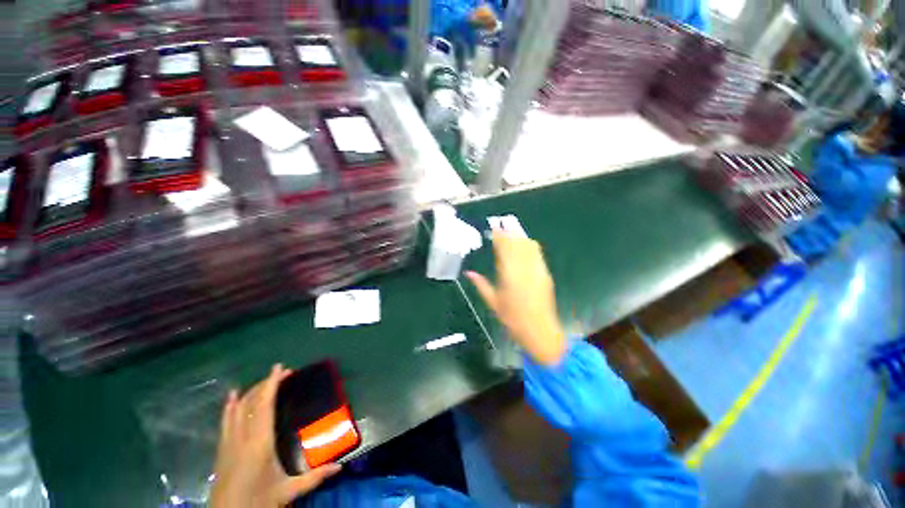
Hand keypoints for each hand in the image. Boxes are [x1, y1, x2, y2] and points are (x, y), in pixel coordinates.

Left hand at [210, 364, 341, 507]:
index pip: (265, 405)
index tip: (281, 367)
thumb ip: (314, 477)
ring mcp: (228, 442)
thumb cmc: (257, 503)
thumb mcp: (288, 491)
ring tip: (264, 381)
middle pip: (251, 401)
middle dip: (266, 384)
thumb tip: (340, 467)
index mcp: (260, 442)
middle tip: (283, 373)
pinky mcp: (221, 449)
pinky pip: (225, 420)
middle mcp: (242, 436)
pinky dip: (230, 406)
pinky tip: (232, 397)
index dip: (272, 384)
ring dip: (251, 391)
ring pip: (237, 408)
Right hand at [466, 231, 566, 365]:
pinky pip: (537, 253)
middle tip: (501, 227)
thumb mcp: (493, 302)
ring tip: (511, 233)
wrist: (539, 330)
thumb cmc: (512, 319)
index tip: (493, 230)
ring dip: (519, 237)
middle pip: (517, 244)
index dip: (498, 237)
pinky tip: (524, 245)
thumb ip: (481, 285)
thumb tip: (468, 273)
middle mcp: (524, 269)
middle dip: (508, 233)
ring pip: (528, 246)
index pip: (504, 249)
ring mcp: (537, 270)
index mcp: (509, 275)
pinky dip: (529, 245)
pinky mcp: (545, 273)